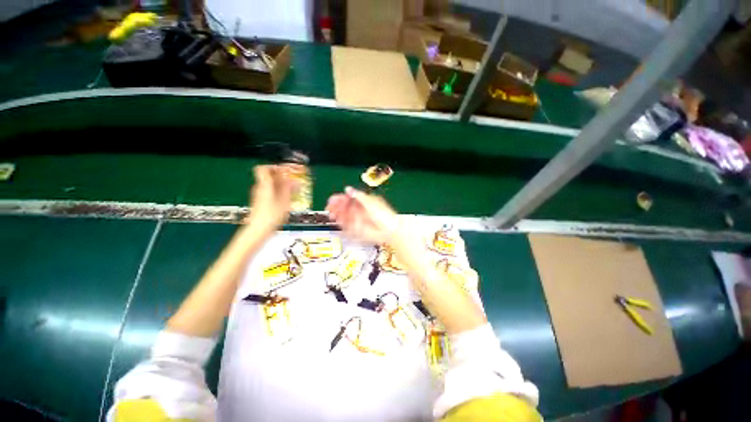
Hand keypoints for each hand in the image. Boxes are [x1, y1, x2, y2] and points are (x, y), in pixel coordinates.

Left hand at [247, 165, 298, 231]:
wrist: (258, 230)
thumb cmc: (271, 216)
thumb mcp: (284, 201)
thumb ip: (288, 189)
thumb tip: (293, 180)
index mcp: (264, 185)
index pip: (264, 168)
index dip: (275, 167)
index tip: (286, 170)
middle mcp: (259, 188)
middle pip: (269, 176)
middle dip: (283, 177)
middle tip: (294, 180)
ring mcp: (259, 196)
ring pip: (271, 185)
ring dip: (282, 185)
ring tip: (294, 190)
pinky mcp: (261, 203)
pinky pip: (271, 192)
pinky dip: (280, 193)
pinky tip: (288, 199)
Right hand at [326, 187, 398, 244]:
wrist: (389, 230)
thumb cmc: (384, 215)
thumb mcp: (370, 202)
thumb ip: (358, 196)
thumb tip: (348, 189)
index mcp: (364, 201)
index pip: (349, 198)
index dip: (340, 198)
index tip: (333, 199)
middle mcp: (360, 210)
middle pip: (345, 207)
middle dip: (337, 206)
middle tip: (329, 206)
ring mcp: (359, 219)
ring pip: (345, 216)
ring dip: (338, 214)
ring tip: (332, 214)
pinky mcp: (358, 228)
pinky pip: (347, 225)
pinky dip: (342, 223)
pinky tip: (338, 221)